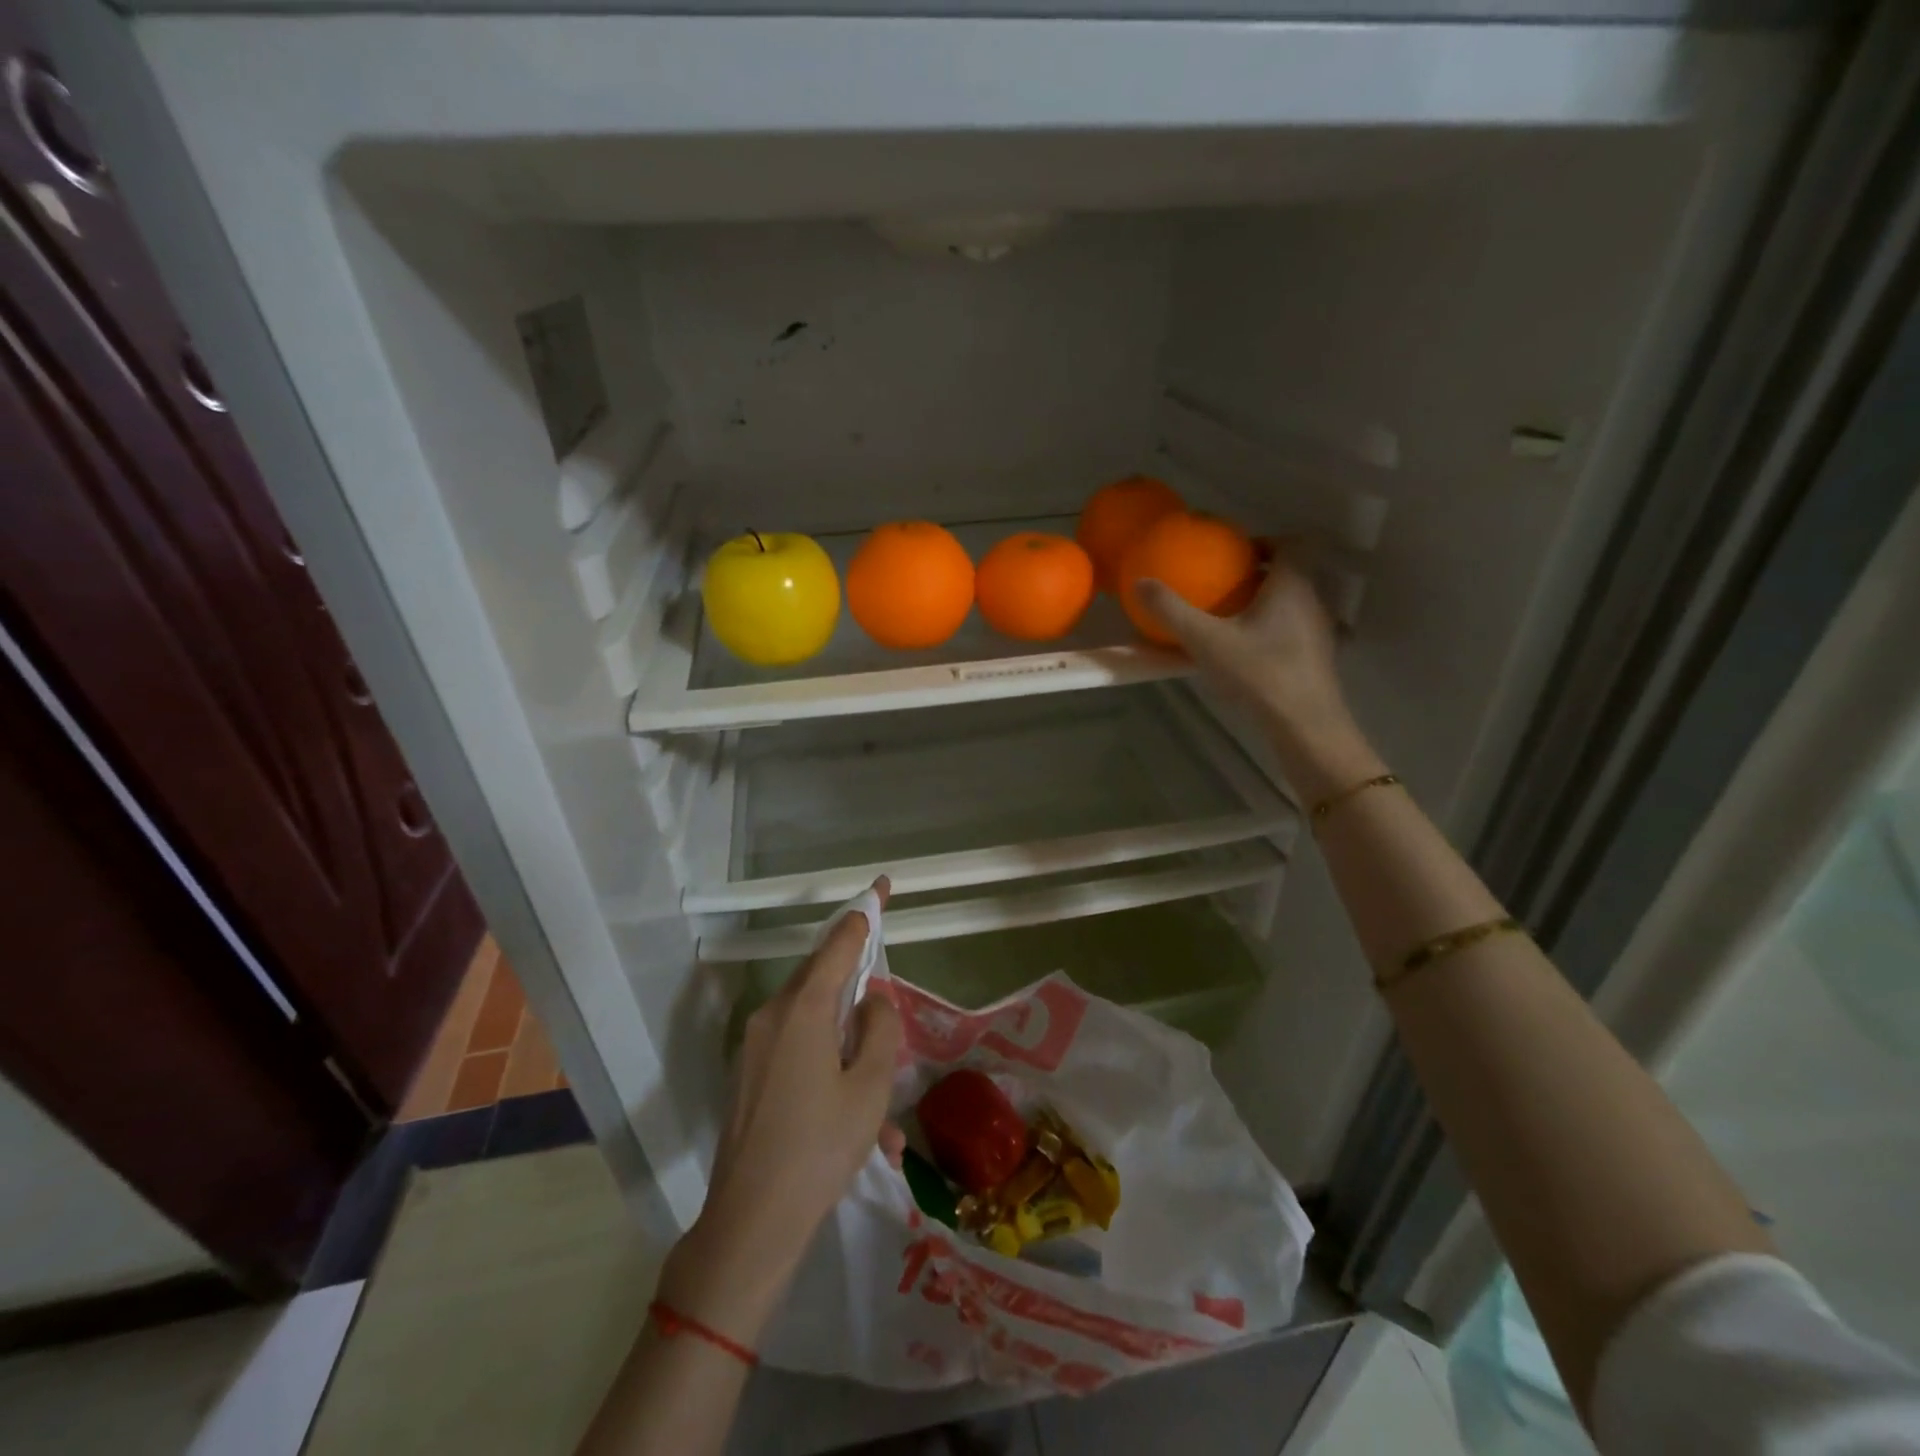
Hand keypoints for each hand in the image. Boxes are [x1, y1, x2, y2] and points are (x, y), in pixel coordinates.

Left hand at [658, 879, 903, 1344]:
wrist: (750, 1223)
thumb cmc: (820, 1148)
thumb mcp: (871, 1087)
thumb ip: (880, 1029)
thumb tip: (872, 999)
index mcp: (803, 1009)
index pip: (838, 942)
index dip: (863, 914)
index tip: (880, 888)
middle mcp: (772, 1015)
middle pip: (821, 978)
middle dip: (856, 984)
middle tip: (884, 1005)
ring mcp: (754, 1046)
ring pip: (812, 1022)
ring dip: (848, 1047)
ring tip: (881, 1116)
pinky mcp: (748, 1075)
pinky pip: (796, 1052)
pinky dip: (827, 1070)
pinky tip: (856, 1131)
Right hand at [1137, 551, 1382, 800]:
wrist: (1304, 725)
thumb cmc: (1259, 673)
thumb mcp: (1205, 641)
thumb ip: (1172, 611)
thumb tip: (1140, 582)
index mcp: (1293, 584)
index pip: (1293, 543)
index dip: (1266, 541)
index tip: (1236, 555)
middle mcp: (1314, 600)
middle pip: (1293, 572)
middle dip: (1260, 573)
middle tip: (1224, 586)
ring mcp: (1320, 631)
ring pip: (1294, 602)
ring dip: (1266, 603)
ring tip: (1230, 618)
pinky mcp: (1318, 658)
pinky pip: (1294, 628)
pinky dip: (1272, 629)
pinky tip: (1246, 651)